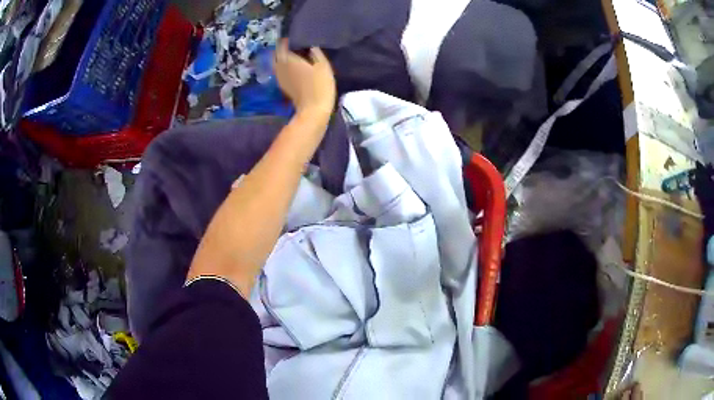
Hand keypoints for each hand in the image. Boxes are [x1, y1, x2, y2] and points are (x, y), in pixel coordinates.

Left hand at [275, 39, 335, 118]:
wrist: (313, 110)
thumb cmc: (320, 85)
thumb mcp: (323, 65)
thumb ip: (315, 52)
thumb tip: (310, 45)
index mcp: (288, 59)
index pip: (282, 45)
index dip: (287, 40)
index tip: (294, 37)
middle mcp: (280, 67)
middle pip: (277, 54)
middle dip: (283, 49)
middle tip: (294, 46)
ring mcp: (280, 78)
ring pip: (277, 63)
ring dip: (283, 58)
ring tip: (294, 55)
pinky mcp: (283, 86)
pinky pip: (280, 71)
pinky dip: (285, 66)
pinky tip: (294, 67)